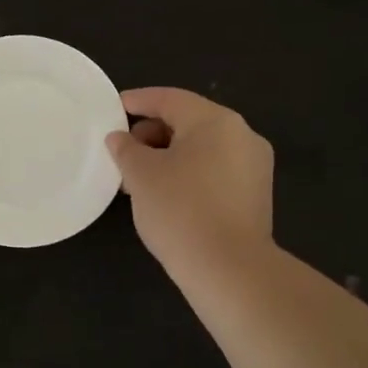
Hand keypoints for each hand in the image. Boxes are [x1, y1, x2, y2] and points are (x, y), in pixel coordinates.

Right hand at [107, 87, 274, 280]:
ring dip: (167, 156)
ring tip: (137, 178)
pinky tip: (164, 195)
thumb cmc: (180, 209)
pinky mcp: (254, 195)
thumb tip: (120, 138)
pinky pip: (214, 171)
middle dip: (151, 133)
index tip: (113, 109)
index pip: (170, 99)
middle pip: (188, 122)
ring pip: (201, 149)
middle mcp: (242, 135)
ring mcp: (253, 166)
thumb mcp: (141, 175)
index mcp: (216, 121)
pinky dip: (187, 173)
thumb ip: (126, 149)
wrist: (229, 269)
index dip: (138, 101)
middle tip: (122, 152)